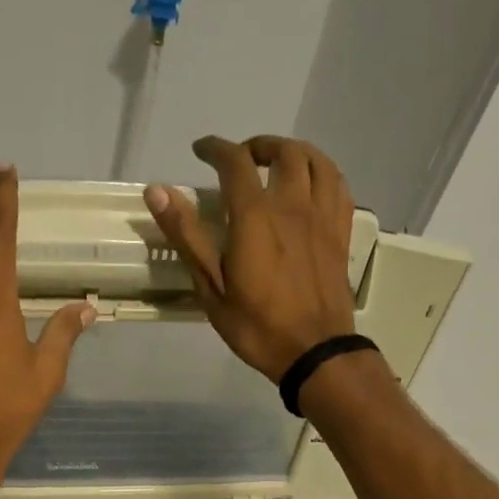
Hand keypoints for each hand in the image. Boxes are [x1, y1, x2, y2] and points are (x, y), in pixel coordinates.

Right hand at [143, 135, 355, 382]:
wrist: (314, 351)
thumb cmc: (257, 326)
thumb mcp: (211, 287)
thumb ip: (187, 236)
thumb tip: (157, 191)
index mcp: (255, 216)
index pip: (235, 162)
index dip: (215, 148)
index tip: (201, 150)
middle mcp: (293, 205)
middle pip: (283, 152)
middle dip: (258, 146)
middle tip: (242, 158)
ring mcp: (322, 218)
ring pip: (316, 162)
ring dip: (294, 152)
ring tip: (278, 163)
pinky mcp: (340, 233)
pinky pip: (338, 186)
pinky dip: (323, 172)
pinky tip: (312, 184)